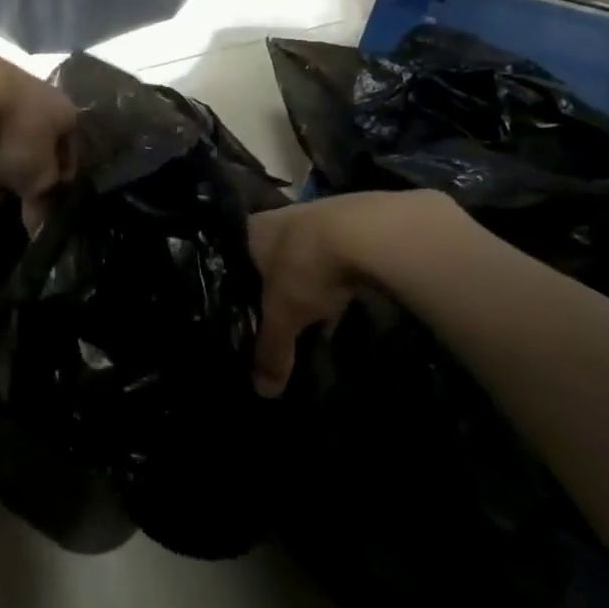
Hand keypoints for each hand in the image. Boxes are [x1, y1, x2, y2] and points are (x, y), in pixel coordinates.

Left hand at [0, 42, 75, 224]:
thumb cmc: (14, 133)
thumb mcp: (35, 177)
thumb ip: (41, 201)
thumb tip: (40, 228)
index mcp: (65, 114)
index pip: (70, 152)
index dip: (59, 181)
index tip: (43, 202)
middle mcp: (40, 93)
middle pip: (36, 138)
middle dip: (24, 167)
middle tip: (9, 193)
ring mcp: (3, 83)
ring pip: (5, 126)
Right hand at [248, 192, 464, 396]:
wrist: (372, 231)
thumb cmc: (307, 266)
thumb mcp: (283, 316)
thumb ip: (271, 351)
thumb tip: (262, 392)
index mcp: (253, 230)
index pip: (236, 258)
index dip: (240, 286)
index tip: (244, 310)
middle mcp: (282, 216)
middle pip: (273, 257)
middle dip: (279, 287)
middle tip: (279, 317)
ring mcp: (320, 215)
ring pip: (307, 257)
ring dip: (312, 283)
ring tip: (314, 316)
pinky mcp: (356, 222)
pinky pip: (338, 258)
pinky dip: (339, 280)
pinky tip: (346, 302)